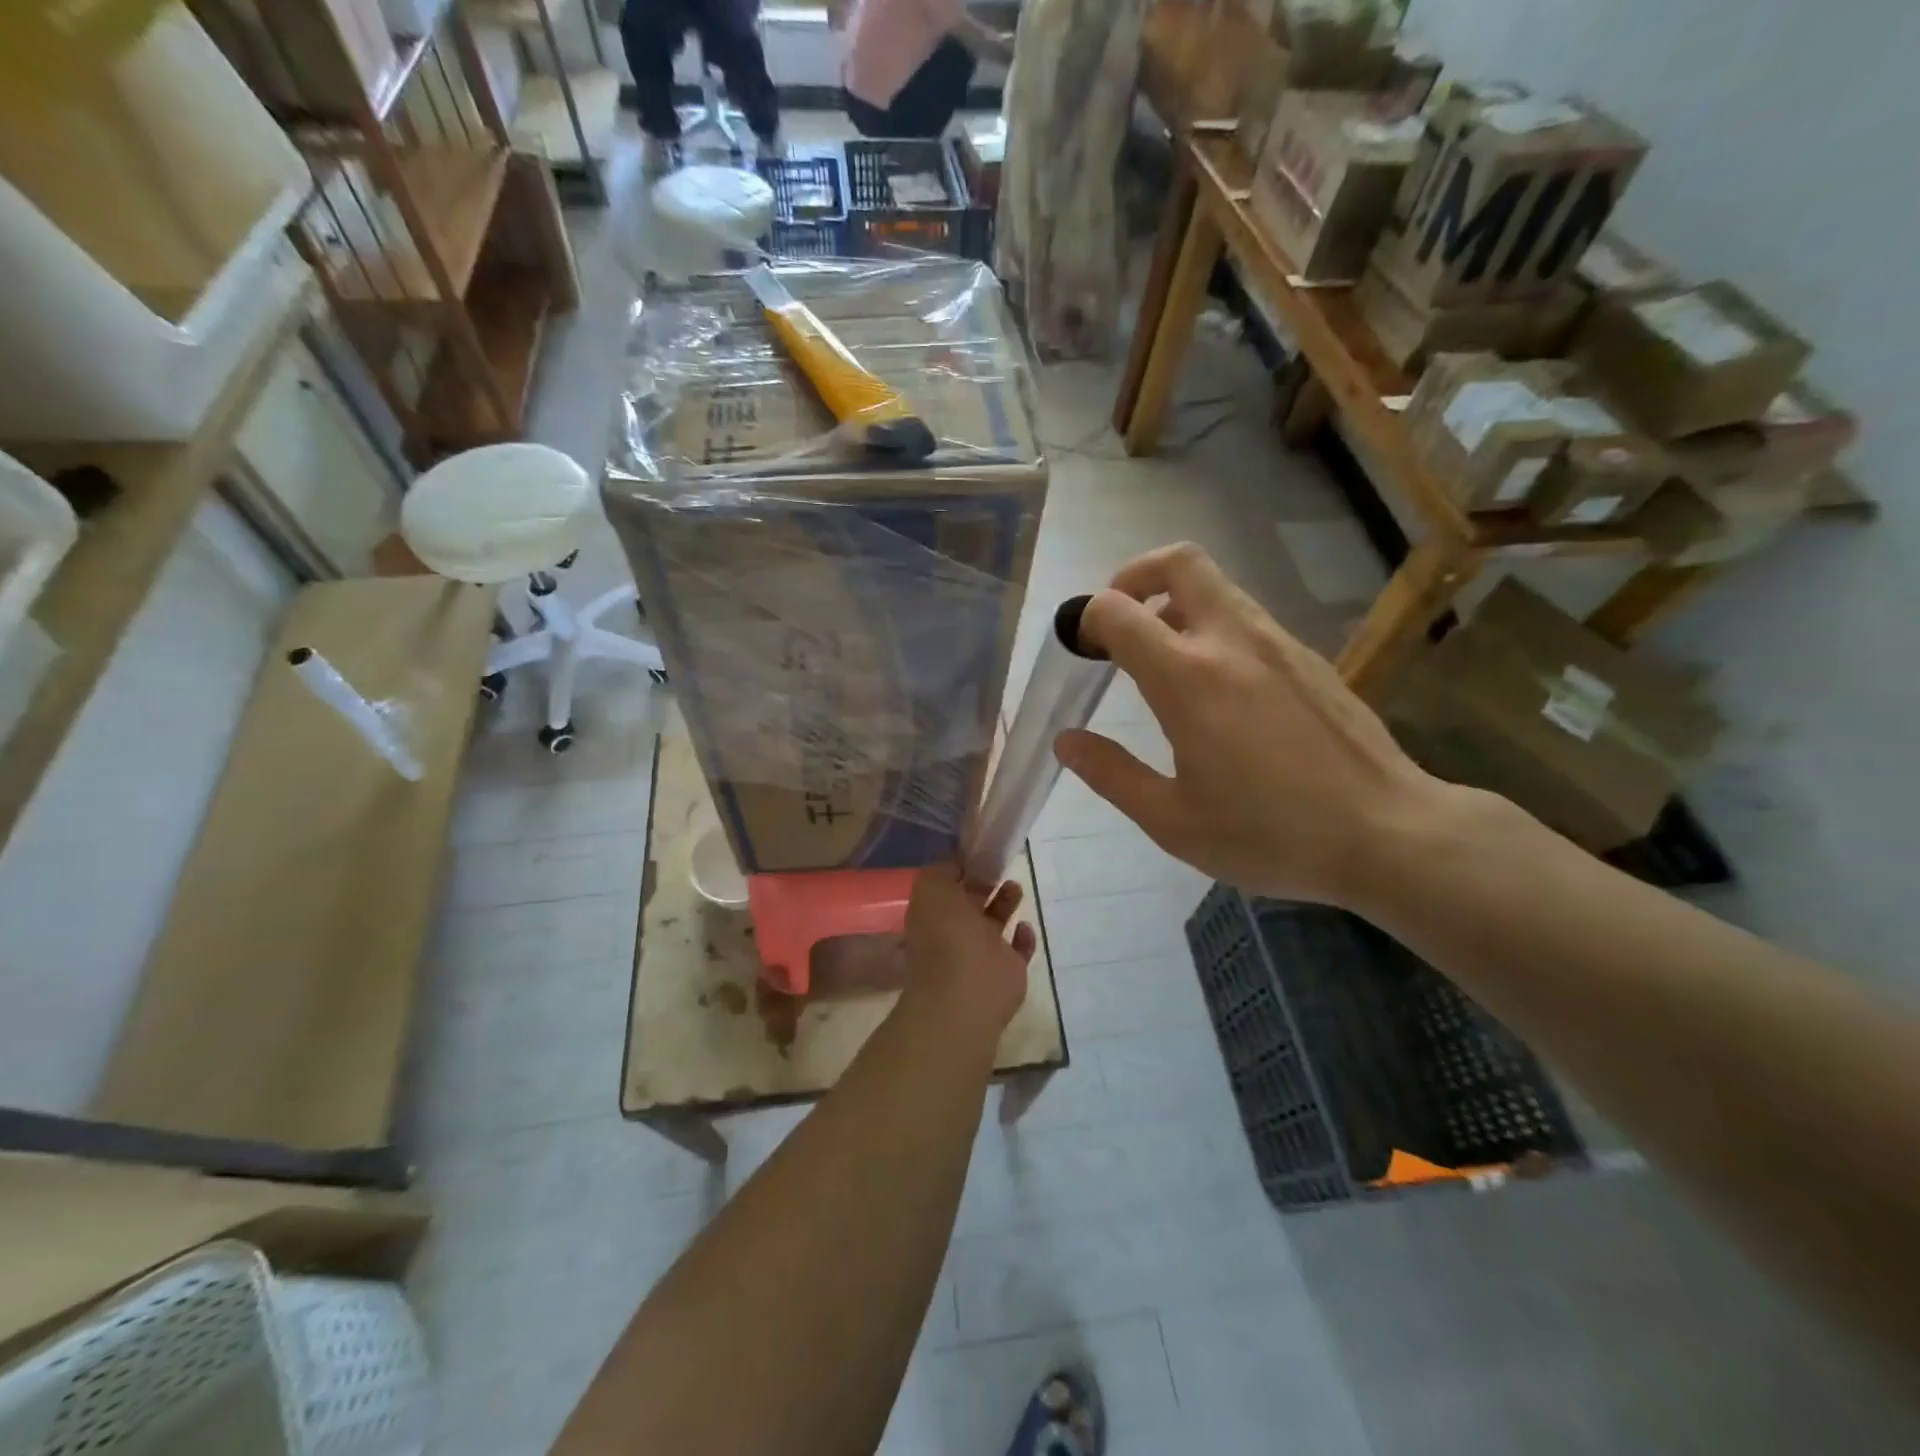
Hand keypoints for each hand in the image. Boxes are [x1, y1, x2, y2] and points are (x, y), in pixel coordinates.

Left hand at [903, 866, 1035, 1034]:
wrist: (966, 994)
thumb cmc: (946, 937)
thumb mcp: (932, 890)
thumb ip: (941, 871)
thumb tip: (955, 864)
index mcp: (933, 915)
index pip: (945, 888)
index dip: (959, 870)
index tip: (977, 853)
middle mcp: (955, 934)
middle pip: (971, 903)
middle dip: (984, 884)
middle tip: (999, 866)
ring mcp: (982, 954)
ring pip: (994, 923)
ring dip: (1005, 904)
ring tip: (1016, 887)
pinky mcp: (1007, 971)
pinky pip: (1018, 950)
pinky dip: (1023, 938)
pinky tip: (1025, 926)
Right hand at [1054, 543, 1451, 908]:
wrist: (1387, 834)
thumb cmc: (1270, 834)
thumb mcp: (1173, 821)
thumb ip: (1112, 774)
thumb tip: (1067, 741)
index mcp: (1188, 678)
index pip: (1119, 610)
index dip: (1087, 618)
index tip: (1081, 650)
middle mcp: (1232, 641)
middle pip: (1179, 561)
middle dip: (1135, 575)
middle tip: (1119, 622)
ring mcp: (1279, 643)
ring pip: (1218, 586)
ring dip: (1176, 603)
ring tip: (1162, 659)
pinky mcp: (1309, 657)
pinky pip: (1248, 618)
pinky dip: (1214, 627)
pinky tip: (1218, 688)